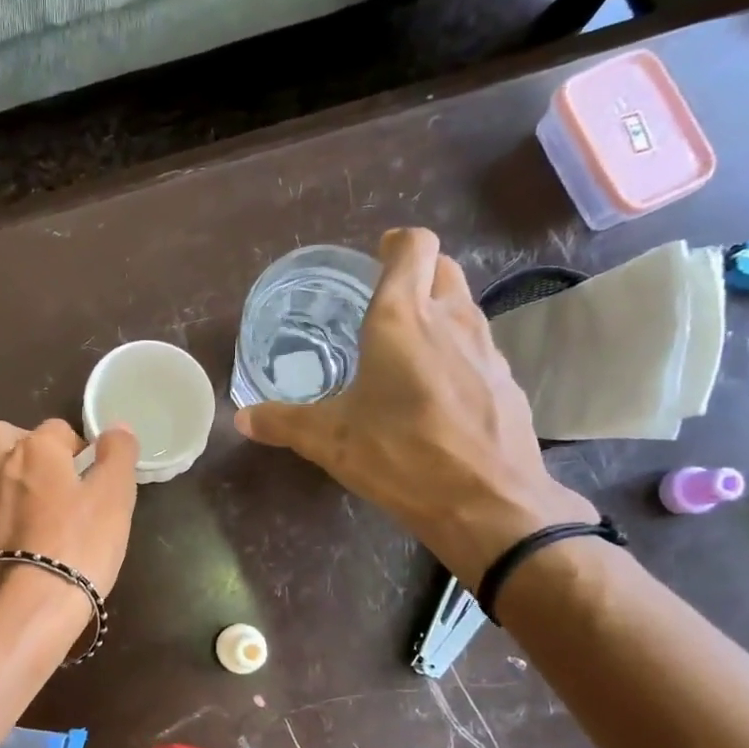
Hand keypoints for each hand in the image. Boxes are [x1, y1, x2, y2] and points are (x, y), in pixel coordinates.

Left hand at [0, 419, 140, 624]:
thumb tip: (116, 427)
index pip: (58, 430)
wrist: (24, 609)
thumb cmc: (78, 546)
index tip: (91, 480)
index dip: (78, 451)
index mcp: (34, 449)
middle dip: (26, 452)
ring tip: (31, 519)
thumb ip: (117, 454)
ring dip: (3, 486)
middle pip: (5, 439)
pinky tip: (8, 555)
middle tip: (52, 487)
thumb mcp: (114, 497)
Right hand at [235, 227, 594, 585]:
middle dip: (417, 272)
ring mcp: (486, 349)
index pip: (413, 247)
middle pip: (443, 267)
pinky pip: (478, 347)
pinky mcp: (506, 381)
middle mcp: (450, 320)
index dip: (395, 245)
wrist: (488, 502)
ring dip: (438, 310)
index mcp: (401, 320)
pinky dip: (456, 351)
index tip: (376, 258)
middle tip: (386, 300)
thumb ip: (283, 422)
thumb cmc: (402, 457)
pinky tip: (437, 391)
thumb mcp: (330, 441)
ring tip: (407, 346)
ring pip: (464, 305)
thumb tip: (242, 418)